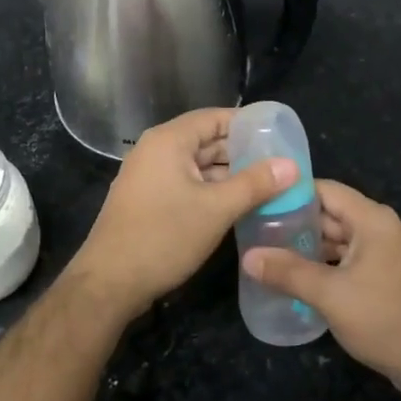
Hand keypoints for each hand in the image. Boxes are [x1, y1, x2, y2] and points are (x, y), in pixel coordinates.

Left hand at [69, 108, 295, 321]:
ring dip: (228, 174)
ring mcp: (149, 175)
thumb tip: (292, 165)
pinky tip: (237, 204)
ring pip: (197, 165)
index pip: (215, 117)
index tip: (280, 136)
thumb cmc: (164, 237)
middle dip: (242, 152)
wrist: (109, 283)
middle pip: (206, 140)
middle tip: (280, 165)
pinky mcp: (148, 199)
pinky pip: (186, 183)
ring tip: (268, 186)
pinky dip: (211, 189)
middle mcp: (156, 150)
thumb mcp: (217, 209)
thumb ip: (255, 184)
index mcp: (169, 140)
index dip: (248, 124)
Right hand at [243, 180, 400, 396]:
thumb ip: (287, 272)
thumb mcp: (330, 294)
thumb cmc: (384, 318)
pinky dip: (323, 264)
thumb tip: (248, 257)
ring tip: (268, 253)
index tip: (258, 200)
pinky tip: (296, 277)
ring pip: (338, 239)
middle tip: (255, 230)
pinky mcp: (384, 277)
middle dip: (295, 222)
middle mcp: (379, 228)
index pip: (325, 190)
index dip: (291, 193)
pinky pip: (347, 260)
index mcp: (371, 219)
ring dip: (307, 246)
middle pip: (330, 214)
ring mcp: (384, 254)